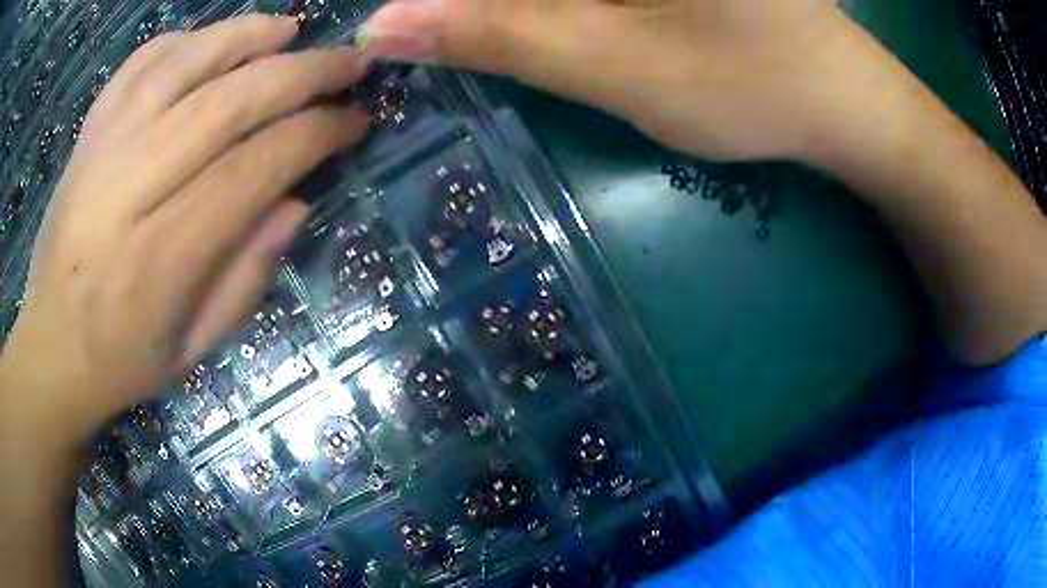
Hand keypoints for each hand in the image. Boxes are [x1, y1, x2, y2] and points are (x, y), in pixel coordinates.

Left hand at [0, 16, 370, 447]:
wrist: (51, 348)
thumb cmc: (123, 359)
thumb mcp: (194, 347)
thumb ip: (247, 277)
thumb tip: (296, 202)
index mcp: (162, 256)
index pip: (254, 168)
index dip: (316, 134)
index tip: (354, 121)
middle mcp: (130, 187)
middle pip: (228, 103)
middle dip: (301, 74)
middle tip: (349, 62)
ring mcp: (103, 149)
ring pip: (184, 63)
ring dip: (247, 36)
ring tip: (290, 29)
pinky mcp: (88, 133)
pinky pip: (140, 64)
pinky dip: (184, 40)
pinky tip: (214, 40)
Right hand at [360, 0, 849, 160]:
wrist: (835, 97)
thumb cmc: (748, 86)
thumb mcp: (613, 64)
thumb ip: (493, 32)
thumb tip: (383, 24)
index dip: (448, 2)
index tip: (421, 28)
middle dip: (486, 7)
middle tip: (475, 36)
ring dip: (512, 6)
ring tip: (510, 31)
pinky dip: (544, 2)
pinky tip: (545, 18)